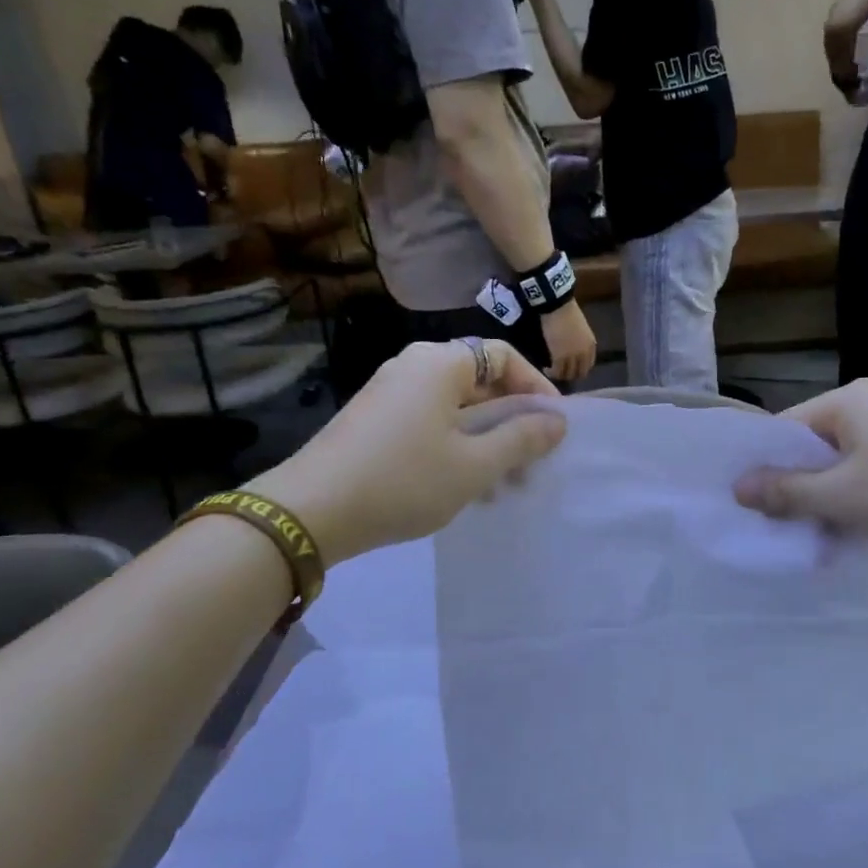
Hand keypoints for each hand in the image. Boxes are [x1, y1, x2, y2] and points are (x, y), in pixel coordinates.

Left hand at [245, 340, 564, 565]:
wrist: (311, 511)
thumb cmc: (404, 481)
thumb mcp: (474, 466)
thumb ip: (521, 439)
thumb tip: (557, 421)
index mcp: (440, 364)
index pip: (504, 356)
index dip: (536, 387)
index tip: (554, 426)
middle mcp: (413, 366)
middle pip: (479, 380)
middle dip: (511, 420)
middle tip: (532, 461)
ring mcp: (389, 392)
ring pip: (455, 406)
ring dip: (486, 438)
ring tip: (502, 483)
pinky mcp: (374, 419)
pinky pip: (429, 420)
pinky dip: (455, 444)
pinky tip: (463, 485)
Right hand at [540, 299, 596, 381]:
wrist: (558, 306)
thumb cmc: (568, 313)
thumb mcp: (581, 330)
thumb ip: (580, 343)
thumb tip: (574, 351)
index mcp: (591, 346)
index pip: (588, 365)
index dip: (579, 369)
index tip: (570, 368)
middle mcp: (584, 354)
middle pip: (579, 373)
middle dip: (570, 375)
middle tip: (560, 373)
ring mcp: (572, 357)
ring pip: (568, 375)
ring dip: (560, 375)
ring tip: (552, 372)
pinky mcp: (559, 358)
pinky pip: (556, 371)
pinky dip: (551, 373)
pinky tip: (546, 369)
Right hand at [733, 379, 867, 550]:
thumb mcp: (840, 497)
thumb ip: (786, 492)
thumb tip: (737, 488)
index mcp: (846, 401)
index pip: (785, 430)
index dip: (766, 468)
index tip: (754, 507)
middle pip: (814, 447)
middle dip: (799, 488)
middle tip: (786, 528)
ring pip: (843, 463)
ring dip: (829, 498)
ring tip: (821, 538)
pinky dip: (859, 496)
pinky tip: (858, 529)